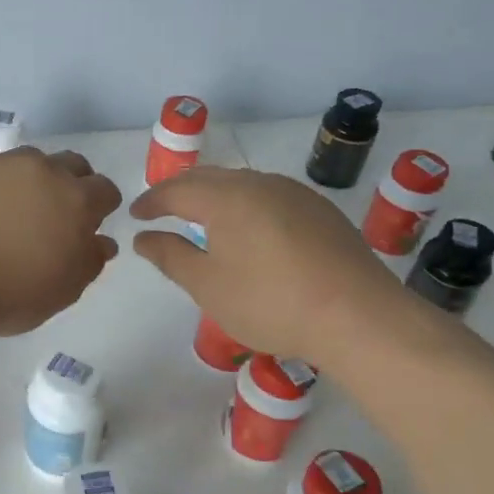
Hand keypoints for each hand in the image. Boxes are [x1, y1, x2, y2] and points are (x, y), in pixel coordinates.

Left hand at [0, 148, 121, 338]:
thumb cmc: (9, 296)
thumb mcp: (63, 291)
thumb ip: (90, 260)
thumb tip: (102, 240)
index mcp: (76, 200)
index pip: (104, 190)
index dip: (99, 208)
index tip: (87, 225)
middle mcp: (42, 170)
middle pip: (70, 165)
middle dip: (70, 184)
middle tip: (52, 214)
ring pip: (26, 160)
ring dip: (27, 179)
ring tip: (7, 209)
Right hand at [130, 167, 404, 363]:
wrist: (358, 316)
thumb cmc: (270, 302)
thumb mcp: (208, 286)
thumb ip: (170, 256)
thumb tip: (144, 237)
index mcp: (226, 197)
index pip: (177, 190)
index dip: (152, 201)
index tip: (135, 214)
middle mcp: (260, 184)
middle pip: (210, 178)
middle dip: (181, 191)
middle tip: (162, 209)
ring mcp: (296, 194)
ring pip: (243, 184)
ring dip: (215, 195)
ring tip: (201, 217)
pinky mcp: (321, 211)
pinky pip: (269, 196)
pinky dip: (245, 205)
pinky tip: (248, 229)